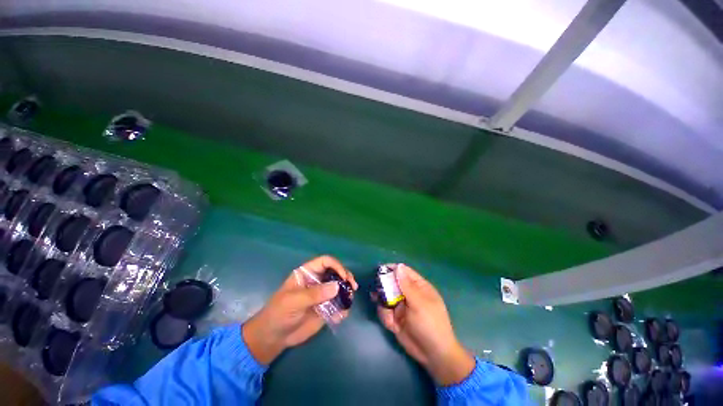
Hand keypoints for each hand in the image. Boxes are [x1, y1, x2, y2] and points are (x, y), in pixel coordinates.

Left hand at [243, 256, 357, 364]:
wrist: (274, 336)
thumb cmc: (279, 313)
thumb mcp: (294, 301)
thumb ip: (315, 293)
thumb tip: (337, 286)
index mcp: (308, 273)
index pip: (325, 262)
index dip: (336, 265)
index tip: (344, 277)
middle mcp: (317, 281)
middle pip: (336, 272)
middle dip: (346, 277)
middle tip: (353, 287)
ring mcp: (322, 294)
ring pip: (339, 287)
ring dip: (347, 292)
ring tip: (350, 300)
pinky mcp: (325, 308)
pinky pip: (338, 304)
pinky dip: (343, 308)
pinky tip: (342, 315)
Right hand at [375, 264, 474, 385]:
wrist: (433, 354)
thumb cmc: (430, 324)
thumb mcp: (419, 303)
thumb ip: (407, 285)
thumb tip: (399, 266)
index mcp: (419, 287)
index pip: (404, 272)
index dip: (393, 269)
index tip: (380, 269)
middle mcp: (409, 294)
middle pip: (392, 283)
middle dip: (384, 288)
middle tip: (376, 292)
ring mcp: (401, 306)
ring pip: (386, 298)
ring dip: (384, 306)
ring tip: (388, 315)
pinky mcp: (395, 318)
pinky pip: (385, 312)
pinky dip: (386, 317)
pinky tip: (393, 326)